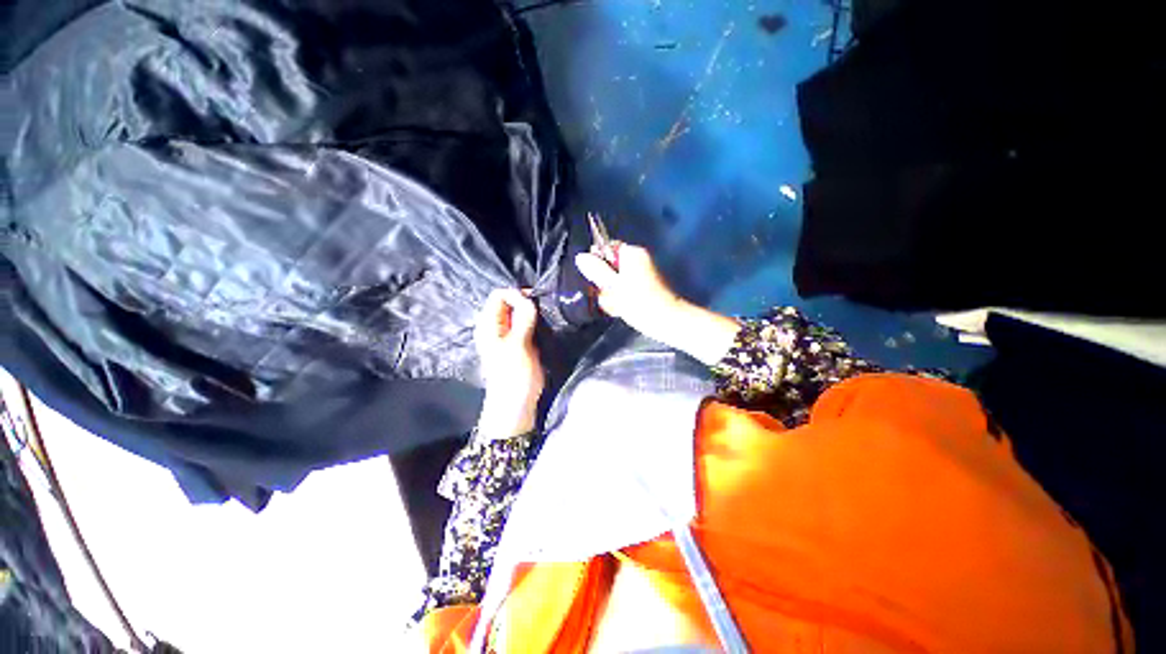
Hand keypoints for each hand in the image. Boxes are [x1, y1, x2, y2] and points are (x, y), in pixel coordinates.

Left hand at [474, 289, 544, 438]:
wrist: (516, 405)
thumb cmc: (514, 376)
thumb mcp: (518, 345)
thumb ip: (522, 318)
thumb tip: (527, 296)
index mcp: (489, 325)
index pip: (499, 295)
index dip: (517, 295)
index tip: (534, 304)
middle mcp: (497, 326)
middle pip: (510, 302)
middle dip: (527, 303)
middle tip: (543, 313)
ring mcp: (509, 335)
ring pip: (521, 313)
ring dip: (534, 314)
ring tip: (546, 321)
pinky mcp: (521, 342)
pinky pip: (528, 324)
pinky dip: (537, 323)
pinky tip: (545, 329)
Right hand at [575, 243, 739, 364]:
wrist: (666, 321)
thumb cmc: (639, 302)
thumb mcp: (613, 286)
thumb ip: (596, 270)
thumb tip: (580, 257)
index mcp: (632, 253)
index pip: (606, 248)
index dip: (597, 263)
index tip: (595, 279)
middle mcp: (638, 259)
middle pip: (610, 264)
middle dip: (604, 281)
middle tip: (605, 296)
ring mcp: (643, 273)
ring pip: (616, 279)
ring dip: (610, 292)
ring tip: (614, 306)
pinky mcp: (645, 286)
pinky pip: (625, 287)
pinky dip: (620, 297)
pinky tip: (620, 309)